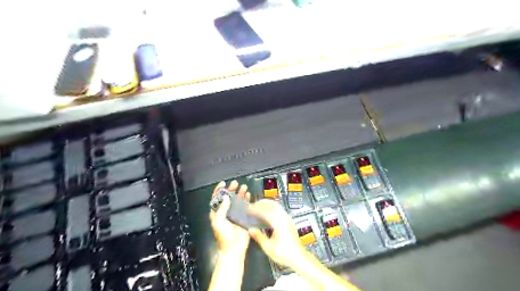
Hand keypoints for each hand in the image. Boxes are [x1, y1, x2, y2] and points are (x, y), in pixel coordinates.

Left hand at [211, 181, 251, 255]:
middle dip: (231, 189)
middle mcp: (226, 212)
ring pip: (237, 200)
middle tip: (235, 183)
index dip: (219, 190)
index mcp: (217, 213)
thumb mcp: (219, 222)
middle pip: (228, 197)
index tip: (223, 183)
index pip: (217, 199)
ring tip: (243, 187)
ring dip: (240, 193)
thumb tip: (226, 197)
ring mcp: (235, 214)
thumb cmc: (224, 236)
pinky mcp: (244, 216)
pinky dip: (247, 200)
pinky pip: (245, 206)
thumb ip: (221, 209)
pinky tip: (248, 195)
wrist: (235, 248)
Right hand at [247, 200, 304, 267]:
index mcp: (279, 224)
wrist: (299, 257)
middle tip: (252, 206)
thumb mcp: (269, 248)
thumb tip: (250, 229)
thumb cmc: (284, 254)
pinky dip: (272, 207)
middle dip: (261, 203)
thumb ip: (259, 237)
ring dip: (267, 204)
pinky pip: (280, 209)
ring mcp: (288, 218)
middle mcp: (284, 218)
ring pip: (277, 206)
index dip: (256, 209)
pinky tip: (266, 212)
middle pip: (272, 205)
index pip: (266, 212)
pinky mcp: (289, 220)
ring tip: (258, 207)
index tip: (248, 209)